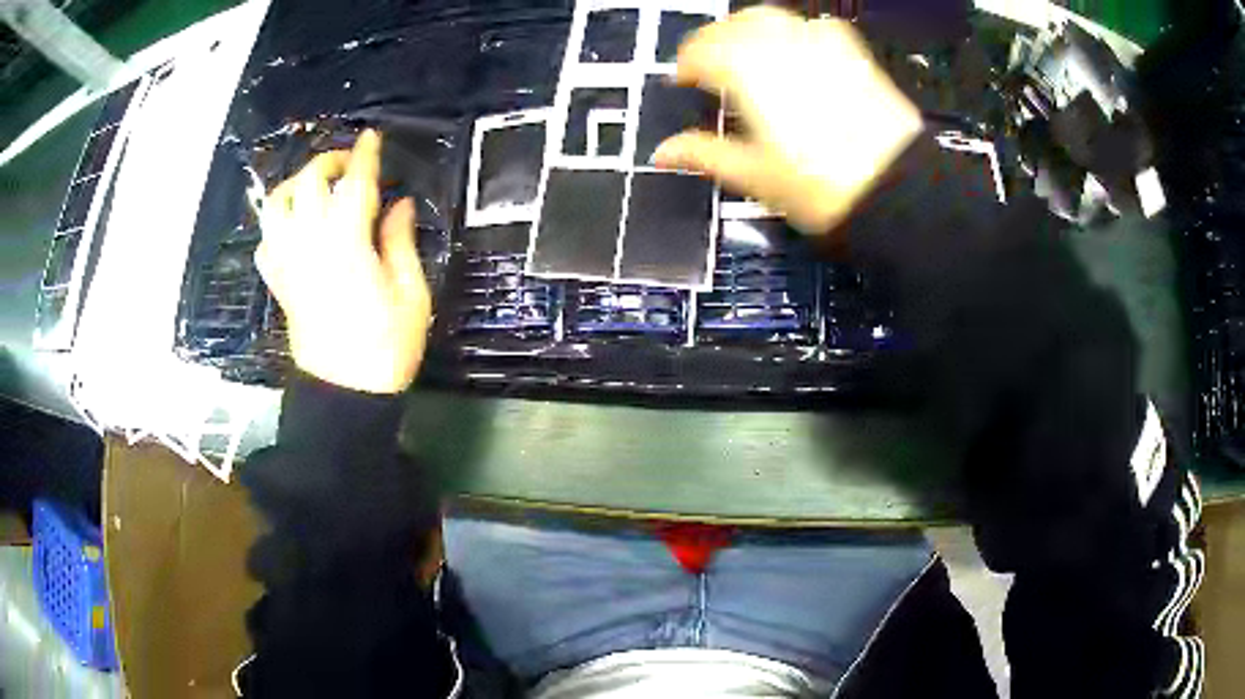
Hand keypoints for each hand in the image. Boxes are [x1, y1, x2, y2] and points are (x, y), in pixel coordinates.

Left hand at [255, 130, 431, 394]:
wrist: (344, 393)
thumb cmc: (385, 346)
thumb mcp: (410, 293)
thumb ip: (401, 241)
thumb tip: (400, 204)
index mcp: (346, 242)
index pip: (353, 182)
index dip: (364, 155)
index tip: (371, 137)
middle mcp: (309, 243)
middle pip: (308, 183)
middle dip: (328, 161)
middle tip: (350, 163)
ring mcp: (288, 262)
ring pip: (276, 205)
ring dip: (295, 185)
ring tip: (314, 188)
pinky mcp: (278, 282)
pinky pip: (266, 241)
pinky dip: (277, 224)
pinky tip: (294, 227)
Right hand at [654, 7, 922, 232]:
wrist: (896, 190)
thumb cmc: (825, 187)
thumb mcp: (755, 176)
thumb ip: (703, 154)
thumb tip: (663, 152)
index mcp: (747, 72)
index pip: (700, 50)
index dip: (686, 64)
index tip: (684, 80)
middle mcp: (781, 47)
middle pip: (733, 24)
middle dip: (715, 40)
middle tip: (710, 65)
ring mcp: (820, 45)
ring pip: (772, 16)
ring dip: (750, 29)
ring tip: (748, 55)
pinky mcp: (852, 53)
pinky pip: (815, 26)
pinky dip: (795, 33)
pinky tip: (798, 54)